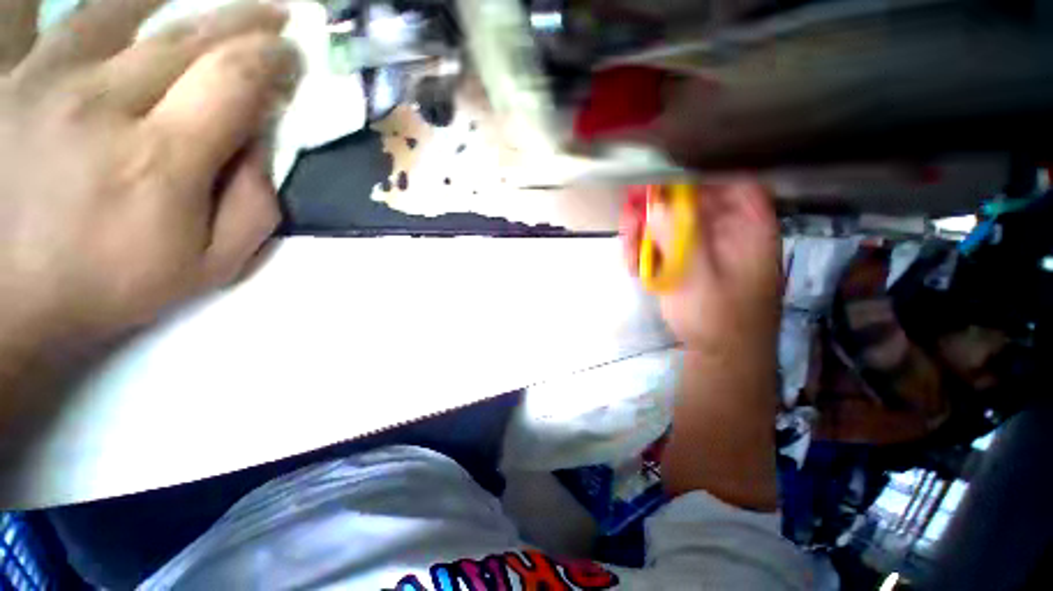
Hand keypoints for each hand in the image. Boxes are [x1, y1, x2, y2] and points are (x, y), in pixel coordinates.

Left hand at [0, 0, 298, 344]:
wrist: (7, 299)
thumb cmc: (111, 283)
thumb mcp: (210, 265)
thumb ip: (255, 206)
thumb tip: (265, 144)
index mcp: (160, 159)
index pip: (233, 80)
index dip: (272, 58)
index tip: (293, 54)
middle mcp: (101, 102)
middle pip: (187, 38)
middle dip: (243, 21)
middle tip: (274, 15)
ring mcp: (45, 81)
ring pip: (124, 11)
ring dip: (178, 0)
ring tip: (205, 1)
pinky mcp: (11, 79)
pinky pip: (58, 19)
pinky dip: (97, 4)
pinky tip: (122, 5)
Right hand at [622, 182, 781, 351]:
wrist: (718, 357)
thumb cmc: (719, 319)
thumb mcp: (699, 277)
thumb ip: (679, 238)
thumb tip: (657, 203)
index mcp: (748, 229)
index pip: (733, 183)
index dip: (701, 175)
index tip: (665, 177)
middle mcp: (727, 233)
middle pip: (692, 203)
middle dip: (657, 208)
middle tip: (630, 213)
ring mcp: (703, 249)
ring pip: (670, 226)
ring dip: (644, 233)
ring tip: (627, 248)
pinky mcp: (685, 264)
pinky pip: (662, 247)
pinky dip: (644, 253)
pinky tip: (634, 266)